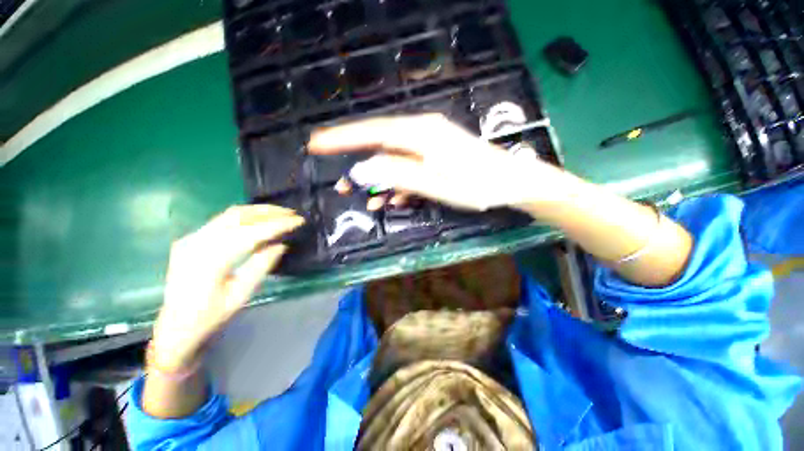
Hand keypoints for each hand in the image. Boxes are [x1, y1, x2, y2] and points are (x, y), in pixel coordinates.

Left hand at [150, 205, 303, 371]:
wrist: (174, 327)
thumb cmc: (210, 316)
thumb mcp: (240, 295)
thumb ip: (261, 267)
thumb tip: (281, 245)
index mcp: (210, 261)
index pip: (251, 233)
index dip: (277, 225)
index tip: (298, 221)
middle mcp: (197, 243)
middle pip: (238, 216)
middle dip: (269, 212)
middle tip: (292, 213)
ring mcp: (191, 239)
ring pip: (230, 214)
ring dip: (258, 211)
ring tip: (280, 213)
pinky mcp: (191, 239)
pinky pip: (222, 220)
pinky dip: (245, 217)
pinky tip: (259, 220)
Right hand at [308, 114, 562, 210]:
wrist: (510, 184)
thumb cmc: (475, 184)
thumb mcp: (433, 183)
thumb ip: (396, 174)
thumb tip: (361, 171)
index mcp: (419, 134)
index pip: (371, 132)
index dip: (342, 139)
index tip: (316, 144)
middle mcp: (421, 134)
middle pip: (379, 146)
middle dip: (359, 167)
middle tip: (341, 187)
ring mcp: (428, 147)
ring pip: (393, 162)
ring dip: (380, 183)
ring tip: (368, 203)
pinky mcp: (435, 159)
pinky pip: (408, 170)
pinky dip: (399, 186)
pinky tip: (394, 201)